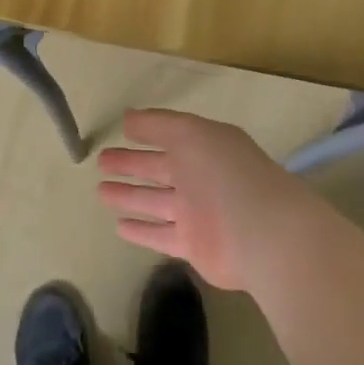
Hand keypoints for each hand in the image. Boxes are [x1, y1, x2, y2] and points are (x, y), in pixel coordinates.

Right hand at [95, 108, 329, 290]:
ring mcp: (197, 214)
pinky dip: (141, 231)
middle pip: (159, 170)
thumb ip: (158, 125)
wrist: (261, 233)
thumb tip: (128, 118)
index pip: (170, 137)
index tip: (121, 131)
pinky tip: (119, 226)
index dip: (145, 134)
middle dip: (131, 165)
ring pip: (156, 202)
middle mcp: (201, 179)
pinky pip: (160, 235)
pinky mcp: (193, 246)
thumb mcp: (190, 134)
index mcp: (205, 148)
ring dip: (130, 197)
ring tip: (102, 191)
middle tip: (101, 162)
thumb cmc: (224, 174)